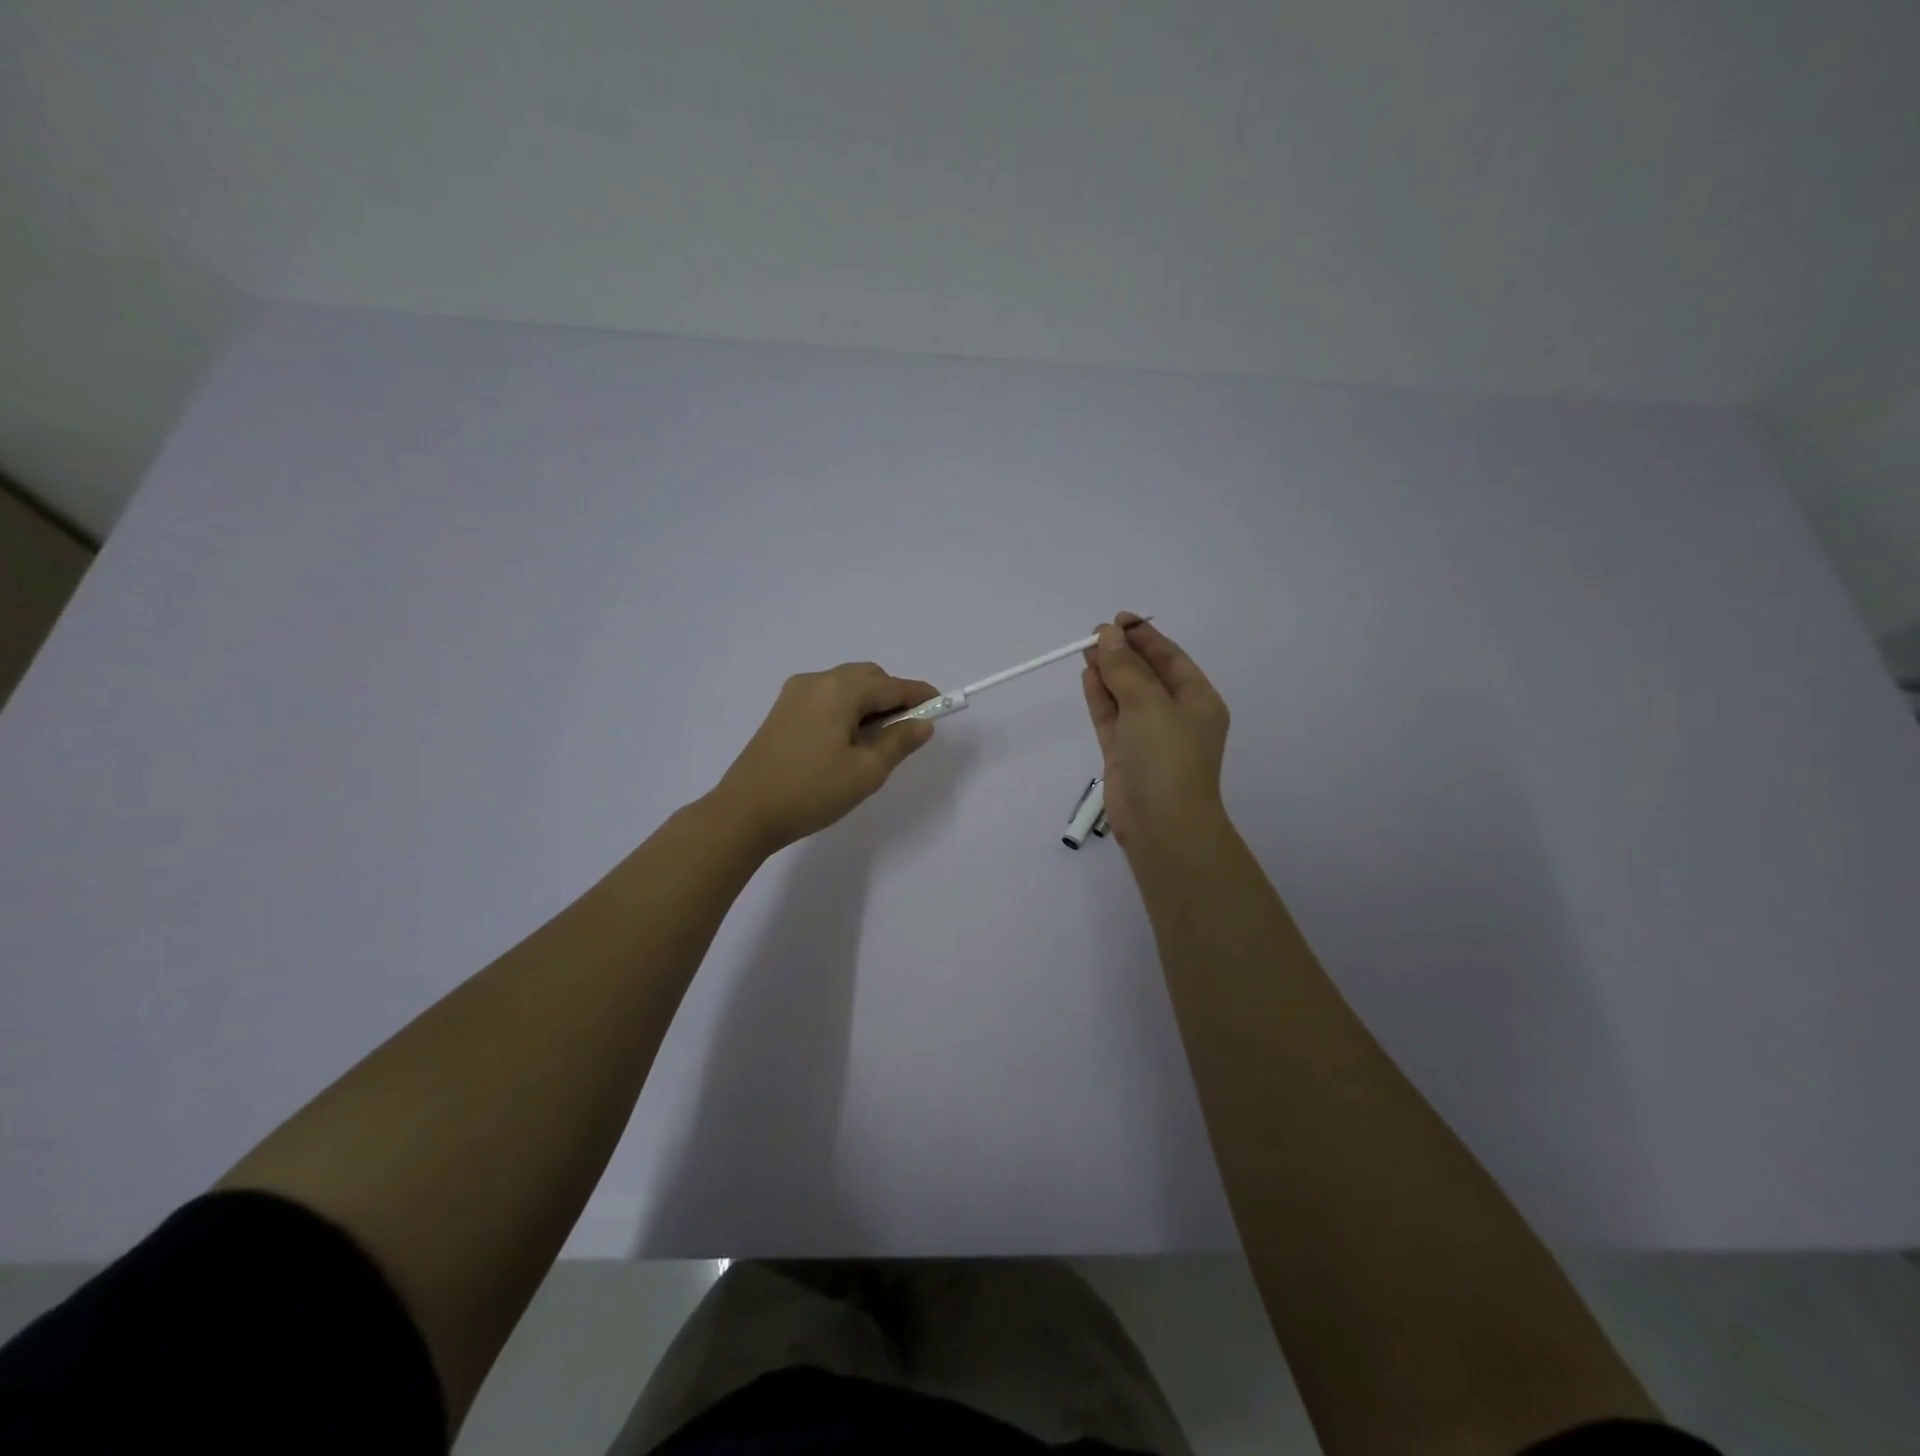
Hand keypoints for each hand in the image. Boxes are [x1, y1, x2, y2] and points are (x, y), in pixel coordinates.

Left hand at [711, 663, 938, 853]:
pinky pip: (826, 699)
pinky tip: (849, 741)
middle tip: (909, 730)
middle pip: (867, 678)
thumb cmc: (811, 791)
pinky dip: (847, 710)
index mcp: (839, 690)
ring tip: (879, 740)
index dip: (920, 696)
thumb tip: (922, 723)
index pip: (891, 685)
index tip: (943, 706)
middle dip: (893, 697)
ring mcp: (794, 695)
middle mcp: (816, 681)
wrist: (744, 813)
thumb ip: (899, 742)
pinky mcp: (781, 712)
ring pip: (845, 687)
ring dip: (869, 704)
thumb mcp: (866, 771)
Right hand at [1080, 614, 1229, 847]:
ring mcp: (1148, 734)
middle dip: (1122, 653)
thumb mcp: (1149, 705)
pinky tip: (1087, 676)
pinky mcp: (1124, 752)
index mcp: (1197, 699)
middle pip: (1146, 673)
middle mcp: (1174, 714)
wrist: (1162, 824)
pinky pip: (1111, 716)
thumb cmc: (1166, 757)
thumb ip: (1125, 668)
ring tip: (1086, 650)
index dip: (1144, 636)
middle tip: (1094, 634)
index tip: (1116, 619)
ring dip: (1108, 672)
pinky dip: (1100, 696)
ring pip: (1126, 694)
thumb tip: (1106, 635)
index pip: (1170, 657)